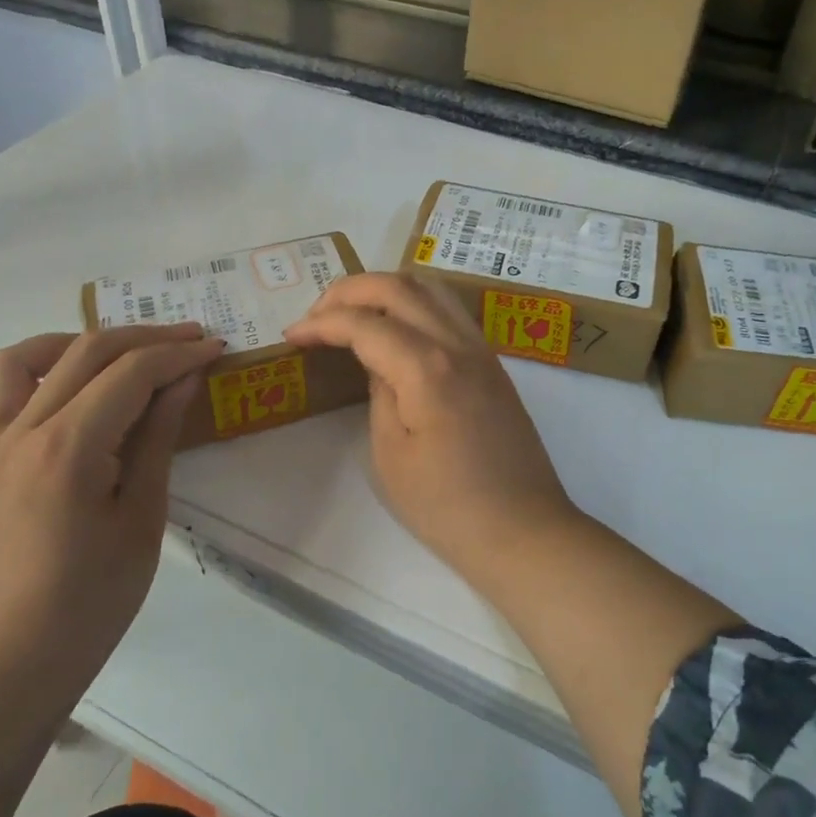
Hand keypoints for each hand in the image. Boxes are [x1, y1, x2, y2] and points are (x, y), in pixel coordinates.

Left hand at [0, 325, 224, 681]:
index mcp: (70, 446)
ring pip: (15, 363)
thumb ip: (158, 437)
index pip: (131, 372)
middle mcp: (22, 432)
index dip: (179, 354)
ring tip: (108, 359)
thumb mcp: (144, 515)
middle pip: (84, 353)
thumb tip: (183, 379)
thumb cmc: (94, 596)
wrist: (17, 658)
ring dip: (66, 346)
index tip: (215, 349)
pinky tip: (28, 408)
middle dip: (144, 338)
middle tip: (188, 342)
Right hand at [284, 272, 574, 567]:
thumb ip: (378, 393)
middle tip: (316, 315)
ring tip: (353, 313)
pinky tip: (395, 329)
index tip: (292, 337)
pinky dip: (414, 303)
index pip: (365, 323)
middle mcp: (458, 343)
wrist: (522, 530)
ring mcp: (482, 349)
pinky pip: (449, 310)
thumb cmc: (447, 506)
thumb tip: (376, 361)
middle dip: (349, 290)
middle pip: (399, 286)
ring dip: (385, 289)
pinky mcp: (492, 362)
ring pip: (430, 287)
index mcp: (427, 368)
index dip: (321, 323)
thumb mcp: (391, 455)